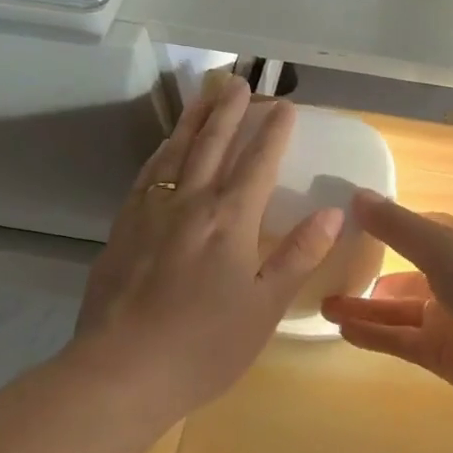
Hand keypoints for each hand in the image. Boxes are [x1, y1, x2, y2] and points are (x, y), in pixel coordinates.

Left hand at [67, 77, 341, 422]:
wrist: (120, 372)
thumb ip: (298, 254)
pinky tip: (165, 148)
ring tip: (204, 94)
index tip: (284, 105)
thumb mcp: (265, 306)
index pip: (258, 162)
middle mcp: (190, 203)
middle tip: (239, 81)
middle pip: (212, 144)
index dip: (273, 132)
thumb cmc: (205, 346)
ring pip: (176, 151)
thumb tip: (331, 213)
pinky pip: (148, 174)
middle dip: (229, 110)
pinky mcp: (123, 228)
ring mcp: (151, 212)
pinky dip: (162, 151)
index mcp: (230, 220)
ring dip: (193, 119)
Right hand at [322, 192, 452, 417]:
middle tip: (325, 269)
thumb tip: (356, 196)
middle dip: (370, 270)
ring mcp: (445, 318)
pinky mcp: (440, 354)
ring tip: (323, 303)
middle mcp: (451, 278)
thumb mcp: (442, 247)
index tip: (344, 223)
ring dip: (363, 306)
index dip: (384, 226)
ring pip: (396, 309)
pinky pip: (398, 340)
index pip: (415, 228)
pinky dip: (373, 334)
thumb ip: (397, 226)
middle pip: (402, 272)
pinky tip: (342, 328)